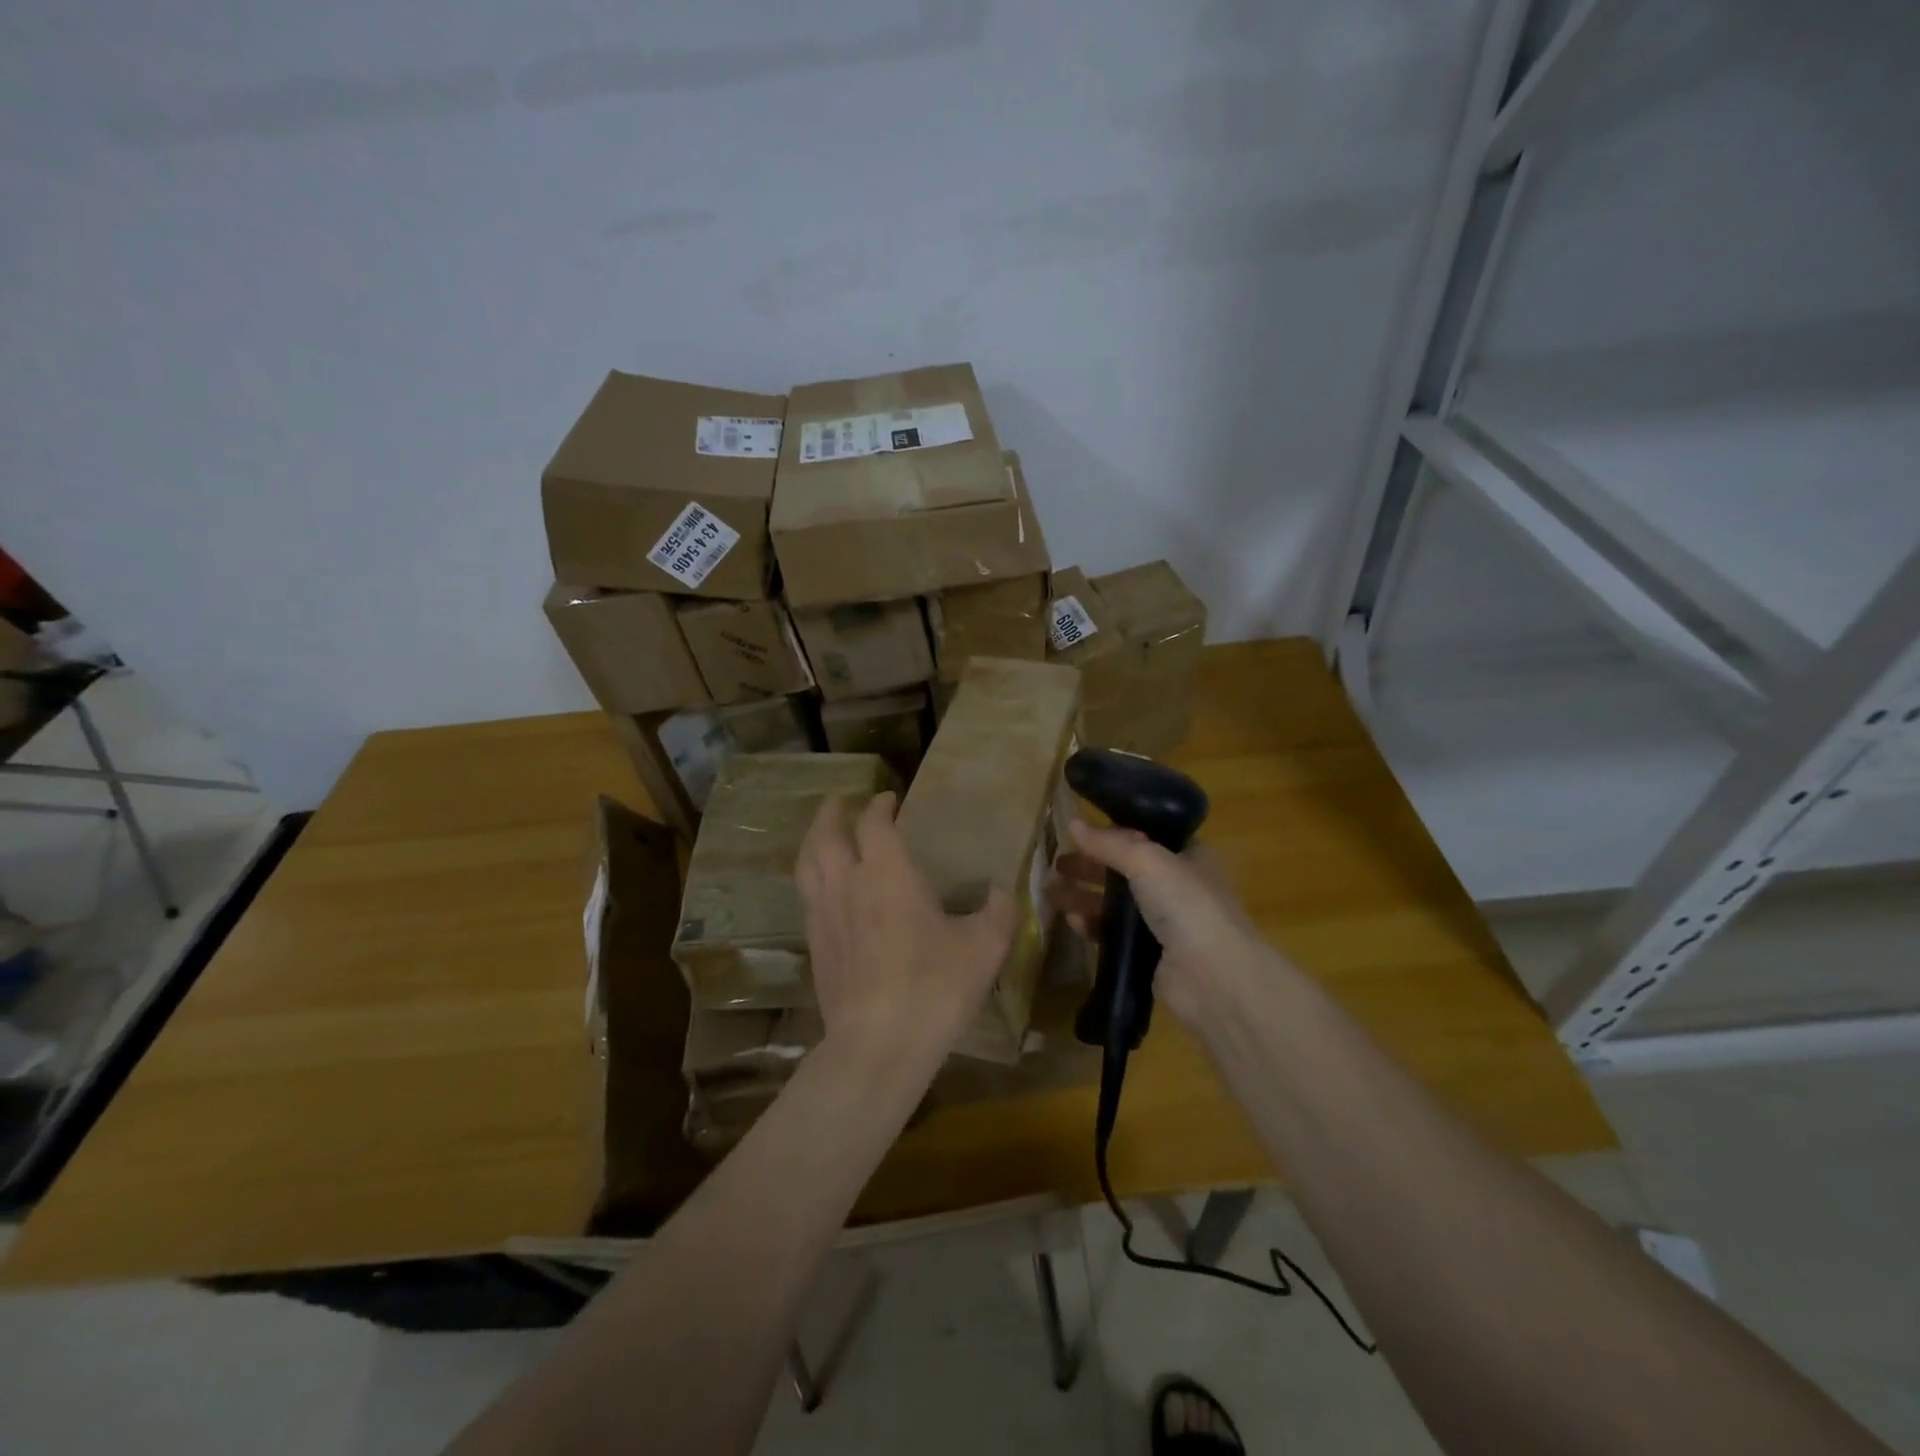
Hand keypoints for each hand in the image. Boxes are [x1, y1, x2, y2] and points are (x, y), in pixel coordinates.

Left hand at [796, 792, 1017, 1067]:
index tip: (888, 799)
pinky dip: (813, 879)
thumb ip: (998, 911)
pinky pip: (806, 897)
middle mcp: (847, 884)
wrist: (879, 1044)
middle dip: (833, 812)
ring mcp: (823, 916)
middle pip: (826, 835)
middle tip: (841, 801)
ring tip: (820, 834)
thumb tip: (1002, 891)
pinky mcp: (814, 946)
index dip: (880, 806)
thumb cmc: (935, 986)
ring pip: (807, 864)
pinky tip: (823, 890)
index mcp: (888, 873)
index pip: (875, 824)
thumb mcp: (985, 947)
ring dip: (813, 840)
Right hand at [1045, 821, 1286, 1027]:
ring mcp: (1163, 922)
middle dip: (1089, 866)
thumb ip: (1109, 843)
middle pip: (1124, 869)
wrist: (1213, 978)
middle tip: (1057, 864)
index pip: (1145, 836)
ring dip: (1083, 896)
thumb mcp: (1147, 861)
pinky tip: (1073, 923)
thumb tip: (1073, 824)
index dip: (1113, 832)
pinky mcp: (1149, 954)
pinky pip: (1114, 934)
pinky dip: (1093, 926)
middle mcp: (1177, 885)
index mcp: (1187, 856)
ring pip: (1115, 903)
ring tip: (1049, 893)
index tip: (1080, 831)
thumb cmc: (1187, 905)